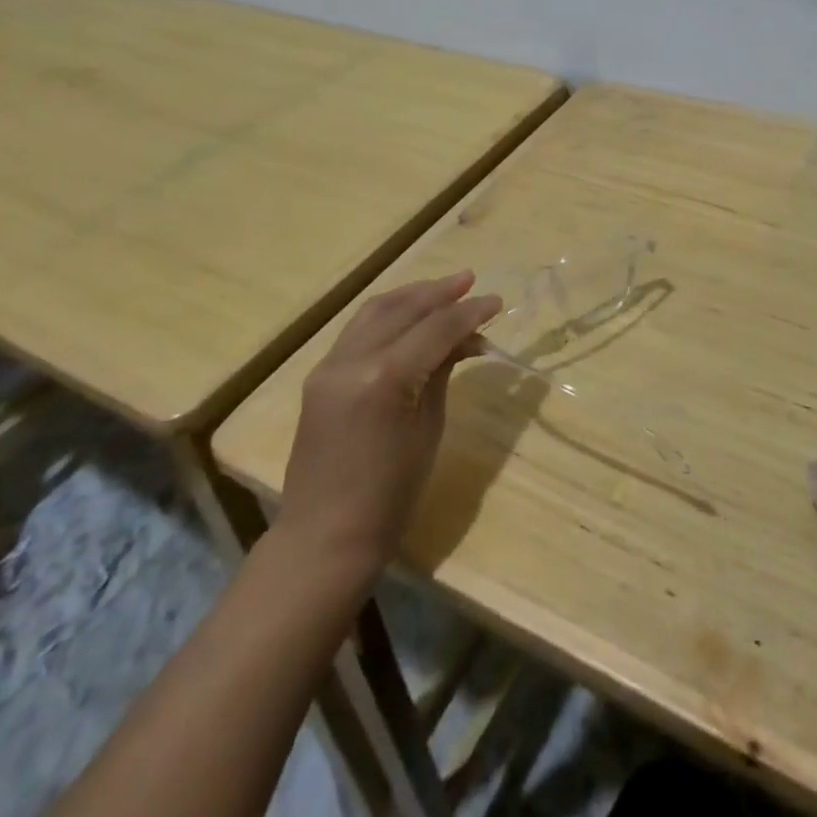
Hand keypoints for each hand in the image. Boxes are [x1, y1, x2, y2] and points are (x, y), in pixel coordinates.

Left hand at [278, 272, 500, 575]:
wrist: (325, 536)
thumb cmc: (390, 495)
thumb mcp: (428, 429)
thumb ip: (442, 372)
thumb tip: (465, 339)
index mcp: (384, 378)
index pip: (435, 329)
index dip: (469, 312)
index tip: (497, 301)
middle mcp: (352, 360)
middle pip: (403, 309)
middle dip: (440, 293)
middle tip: (471, 281)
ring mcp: (329, 365)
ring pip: (375, 311)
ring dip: (412, 296)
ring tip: (444, 288)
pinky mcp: (320, 375)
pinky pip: (358, 330)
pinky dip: (388, 314)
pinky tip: (409, 313)